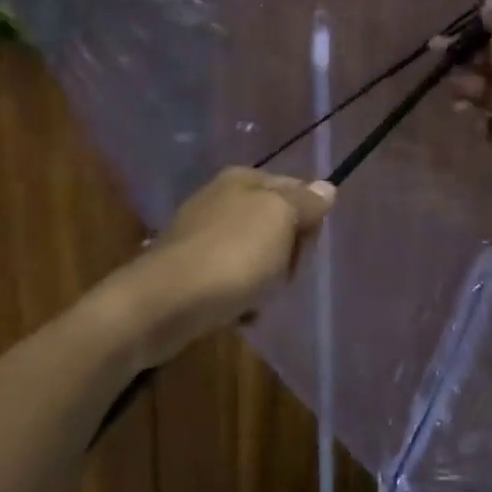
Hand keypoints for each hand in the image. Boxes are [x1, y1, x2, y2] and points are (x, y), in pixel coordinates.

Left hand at [112, 168, 335, 368]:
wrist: (166, 303)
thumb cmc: (232, 255)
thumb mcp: (280, 219)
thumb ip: (305, 202)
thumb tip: (325, 187)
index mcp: (243, 179)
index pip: (296, 190)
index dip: (308, 219)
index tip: (304, 244)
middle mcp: (220, 199)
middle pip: (277, 225)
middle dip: (287, 254)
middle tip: (281, 273)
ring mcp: (202, 235)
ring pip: (256, 257)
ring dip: (265, 281)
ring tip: (257, 298)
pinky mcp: (190, 270)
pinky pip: (232, 282)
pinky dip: (240, 298)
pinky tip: (238, 312)